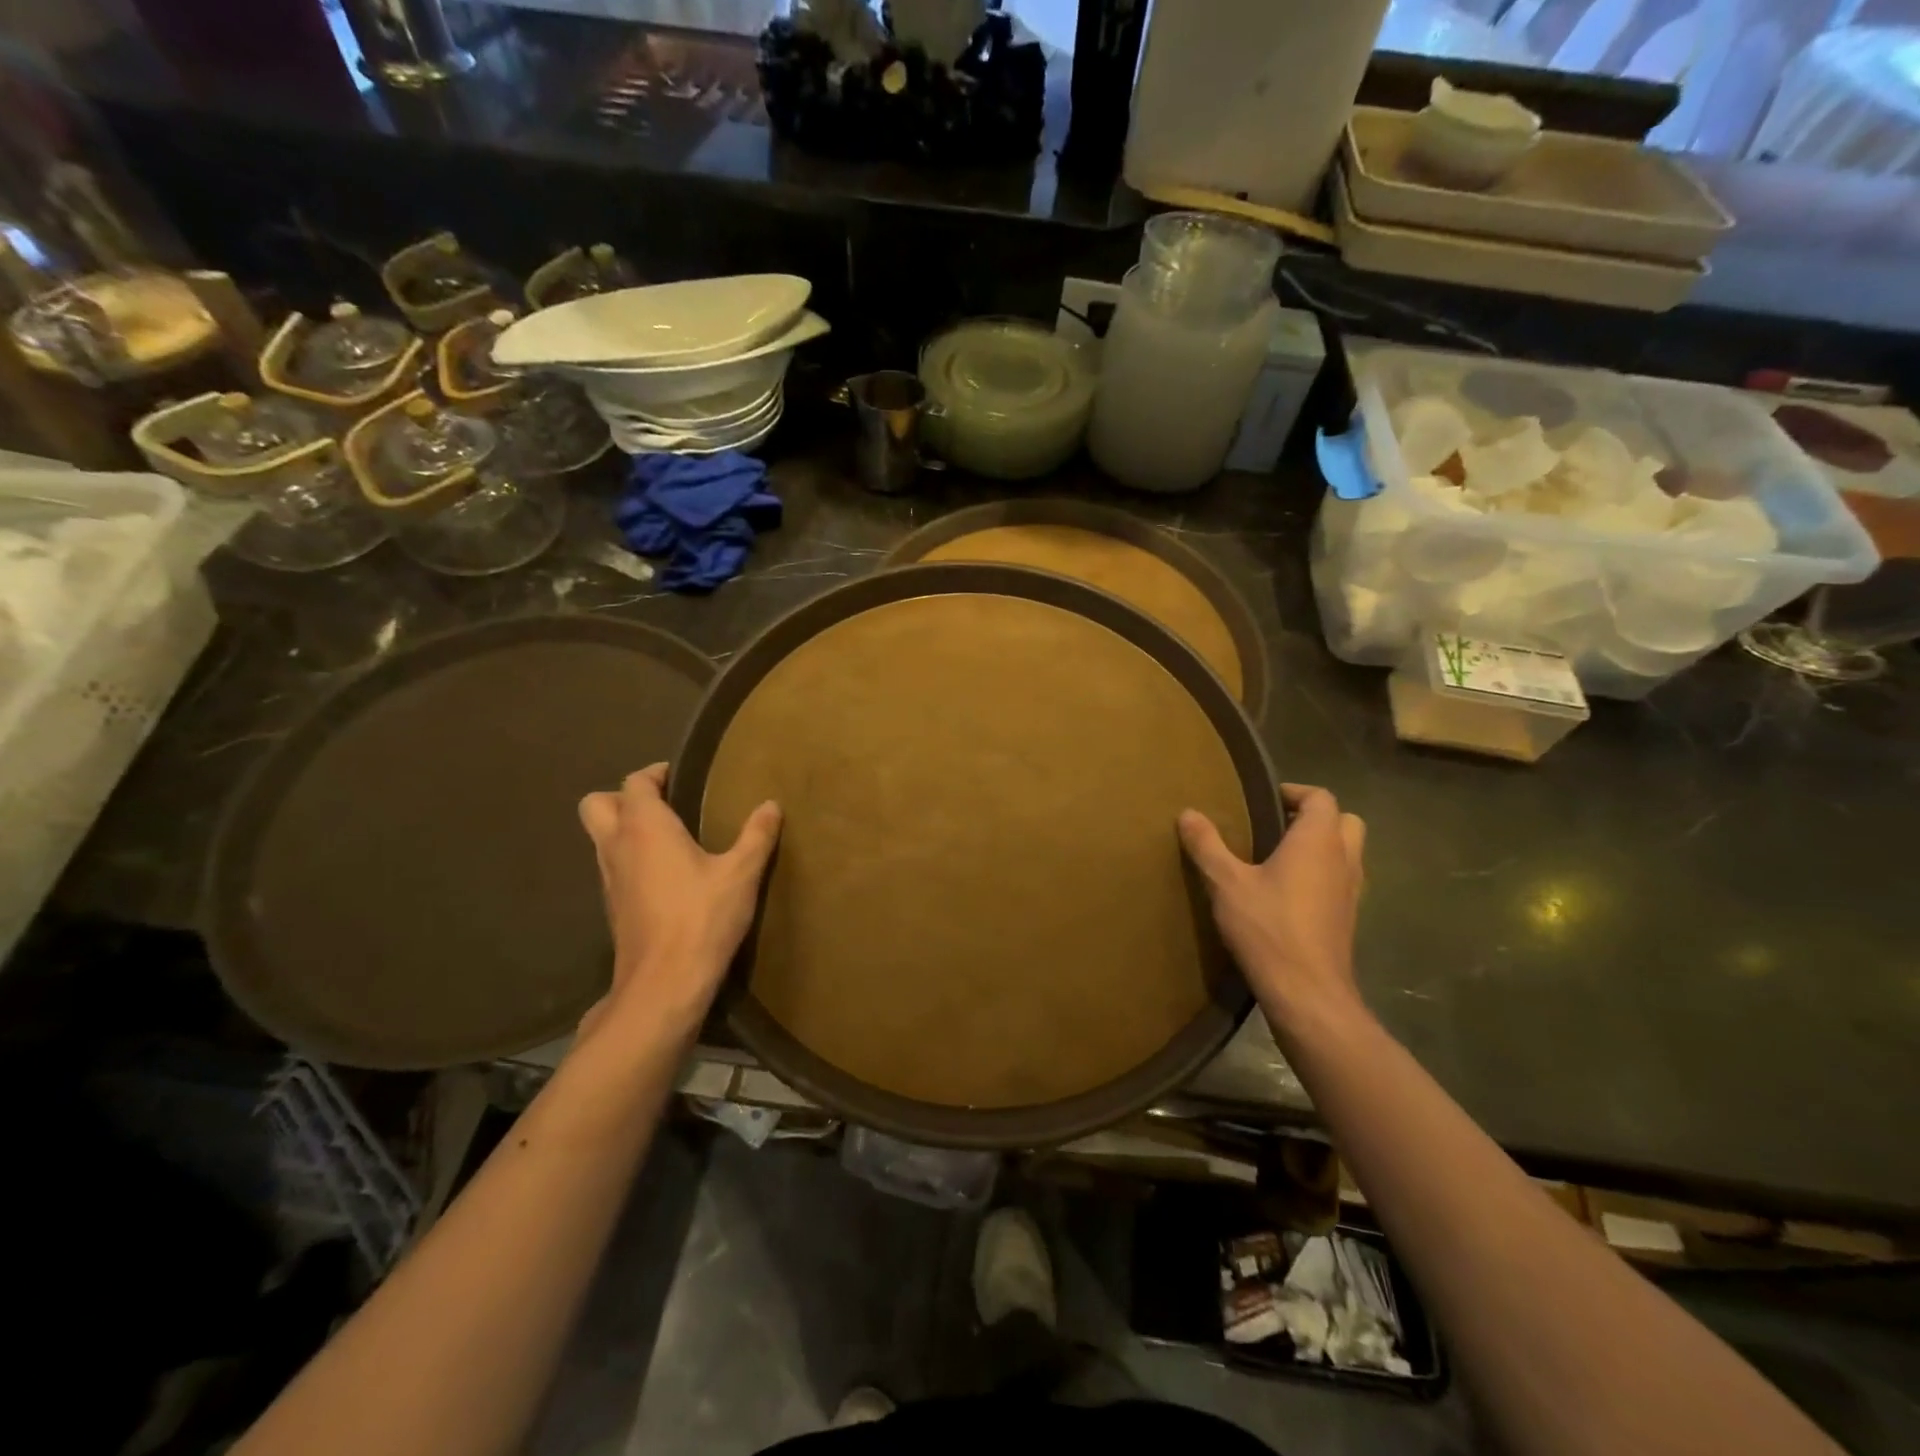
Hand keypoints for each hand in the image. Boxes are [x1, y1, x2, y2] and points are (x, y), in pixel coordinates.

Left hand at [576, 764, 781, 1042]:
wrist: (664, 984)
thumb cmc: (702, 918)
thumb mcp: (741, 874)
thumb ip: (756, 836)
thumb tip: (771, 805)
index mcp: (644, 827)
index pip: (634, 782)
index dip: (655, 773)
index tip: (681, 776)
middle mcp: (616, 846)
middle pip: (597, 804)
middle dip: (624, 797)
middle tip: (664, 804)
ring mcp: (608, 879)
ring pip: (600, 838)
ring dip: (624, 829)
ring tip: (669, 837)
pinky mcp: (612, 907)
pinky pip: (612, 866)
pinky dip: (630, 859)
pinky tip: (666, 874)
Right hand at [1179, 783, 1367, 1036]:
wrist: (1307, 992)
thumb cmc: (1268, 928)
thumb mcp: (1226, 883)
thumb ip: (1207, 845)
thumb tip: (1187, 813)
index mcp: (1318, 840)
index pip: (1321, 797)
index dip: (1295, 792)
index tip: (1263, 800)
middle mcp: (1344, 859)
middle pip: (1344, 821)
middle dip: (1314, 818)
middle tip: (1275, 826)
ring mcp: (1351, 891)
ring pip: (1347, 853)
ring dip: (1321, 848)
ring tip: (1278, 859)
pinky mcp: (1349, 919)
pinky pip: (1341, 881)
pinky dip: (1322, 876)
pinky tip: (1288, 894)